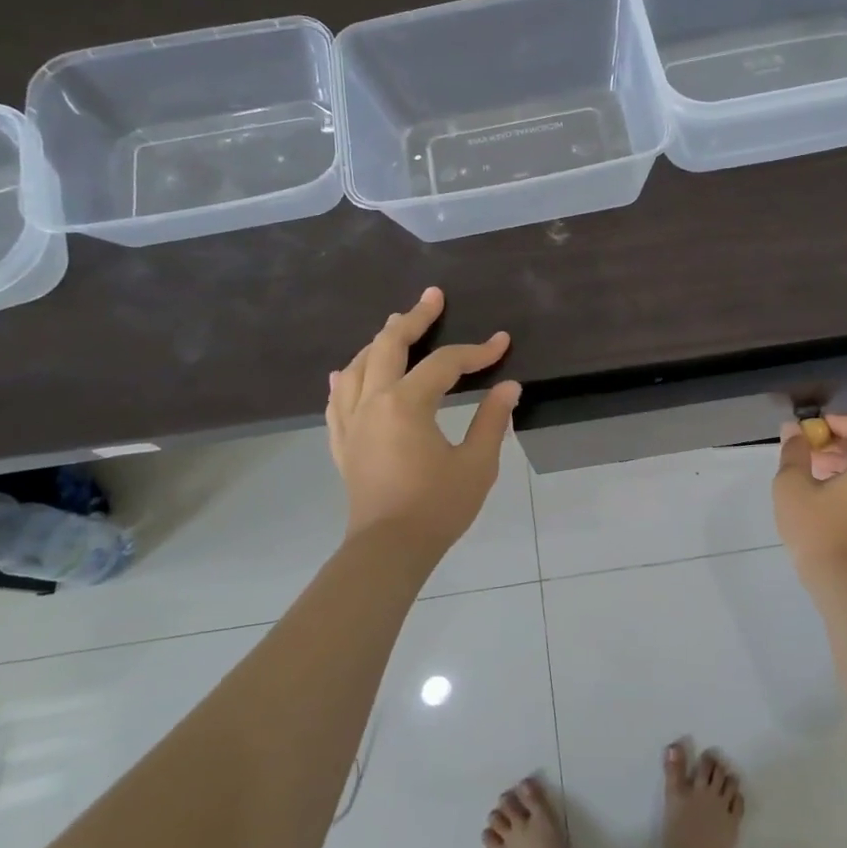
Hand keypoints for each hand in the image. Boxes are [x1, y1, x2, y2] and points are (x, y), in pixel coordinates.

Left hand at [326, 288, 520, 554]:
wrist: (388, 549)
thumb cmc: (437, 507)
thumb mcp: (477, 464)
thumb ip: (492, 420)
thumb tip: (509, 387)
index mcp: (406, 404)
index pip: (445, 364)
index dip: (476, 351)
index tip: (502, 343)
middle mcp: (372, 402)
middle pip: (388, 346)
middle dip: (414, 318)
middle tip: (432, 297)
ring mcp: (351, 422)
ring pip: (358, 366)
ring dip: (379, 342)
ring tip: (395, 325)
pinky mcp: (342, 443)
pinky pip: (337, 400)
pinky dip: (346, 379)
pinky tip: (346, 372)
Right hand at [772, 414, 846, 580]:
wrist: (845, 586)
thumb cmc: (818, 531)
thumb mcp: (792, 487)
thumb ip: (794, 452)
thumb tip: (793, 430)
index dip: (839, 420)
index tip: (811, 432)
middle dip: (836, 441)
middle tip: (806, 451)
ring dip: (841, 461)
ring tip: (809, 472)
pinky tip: (822, 494)